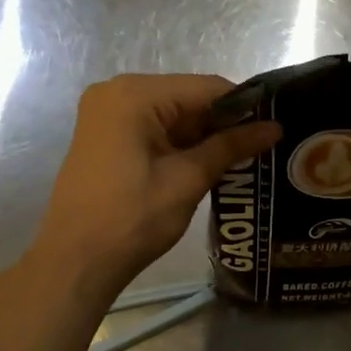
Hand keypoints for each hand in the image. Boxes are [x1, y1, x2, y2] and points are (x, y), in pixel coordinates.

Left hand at [30, 74, 280, 299]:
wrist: (75, 262)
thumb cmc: (132, 219)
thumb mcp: (187, 180)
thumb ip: (231, 146)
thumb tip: (274, 127)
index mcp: (135, 95)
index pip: (206, 88)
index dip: (244, 107)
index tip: (274, 128)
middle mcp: (117, 92)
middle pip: (187, 98)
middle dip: (223, 123)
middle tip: (263, 147)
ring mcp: (106, 114)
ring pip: (171, 115)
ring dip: (203, 136)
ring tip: (243, 158)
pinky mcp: (104, 136)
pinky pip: (152, 128)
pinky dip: (179, 144)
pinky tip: (206, 164)